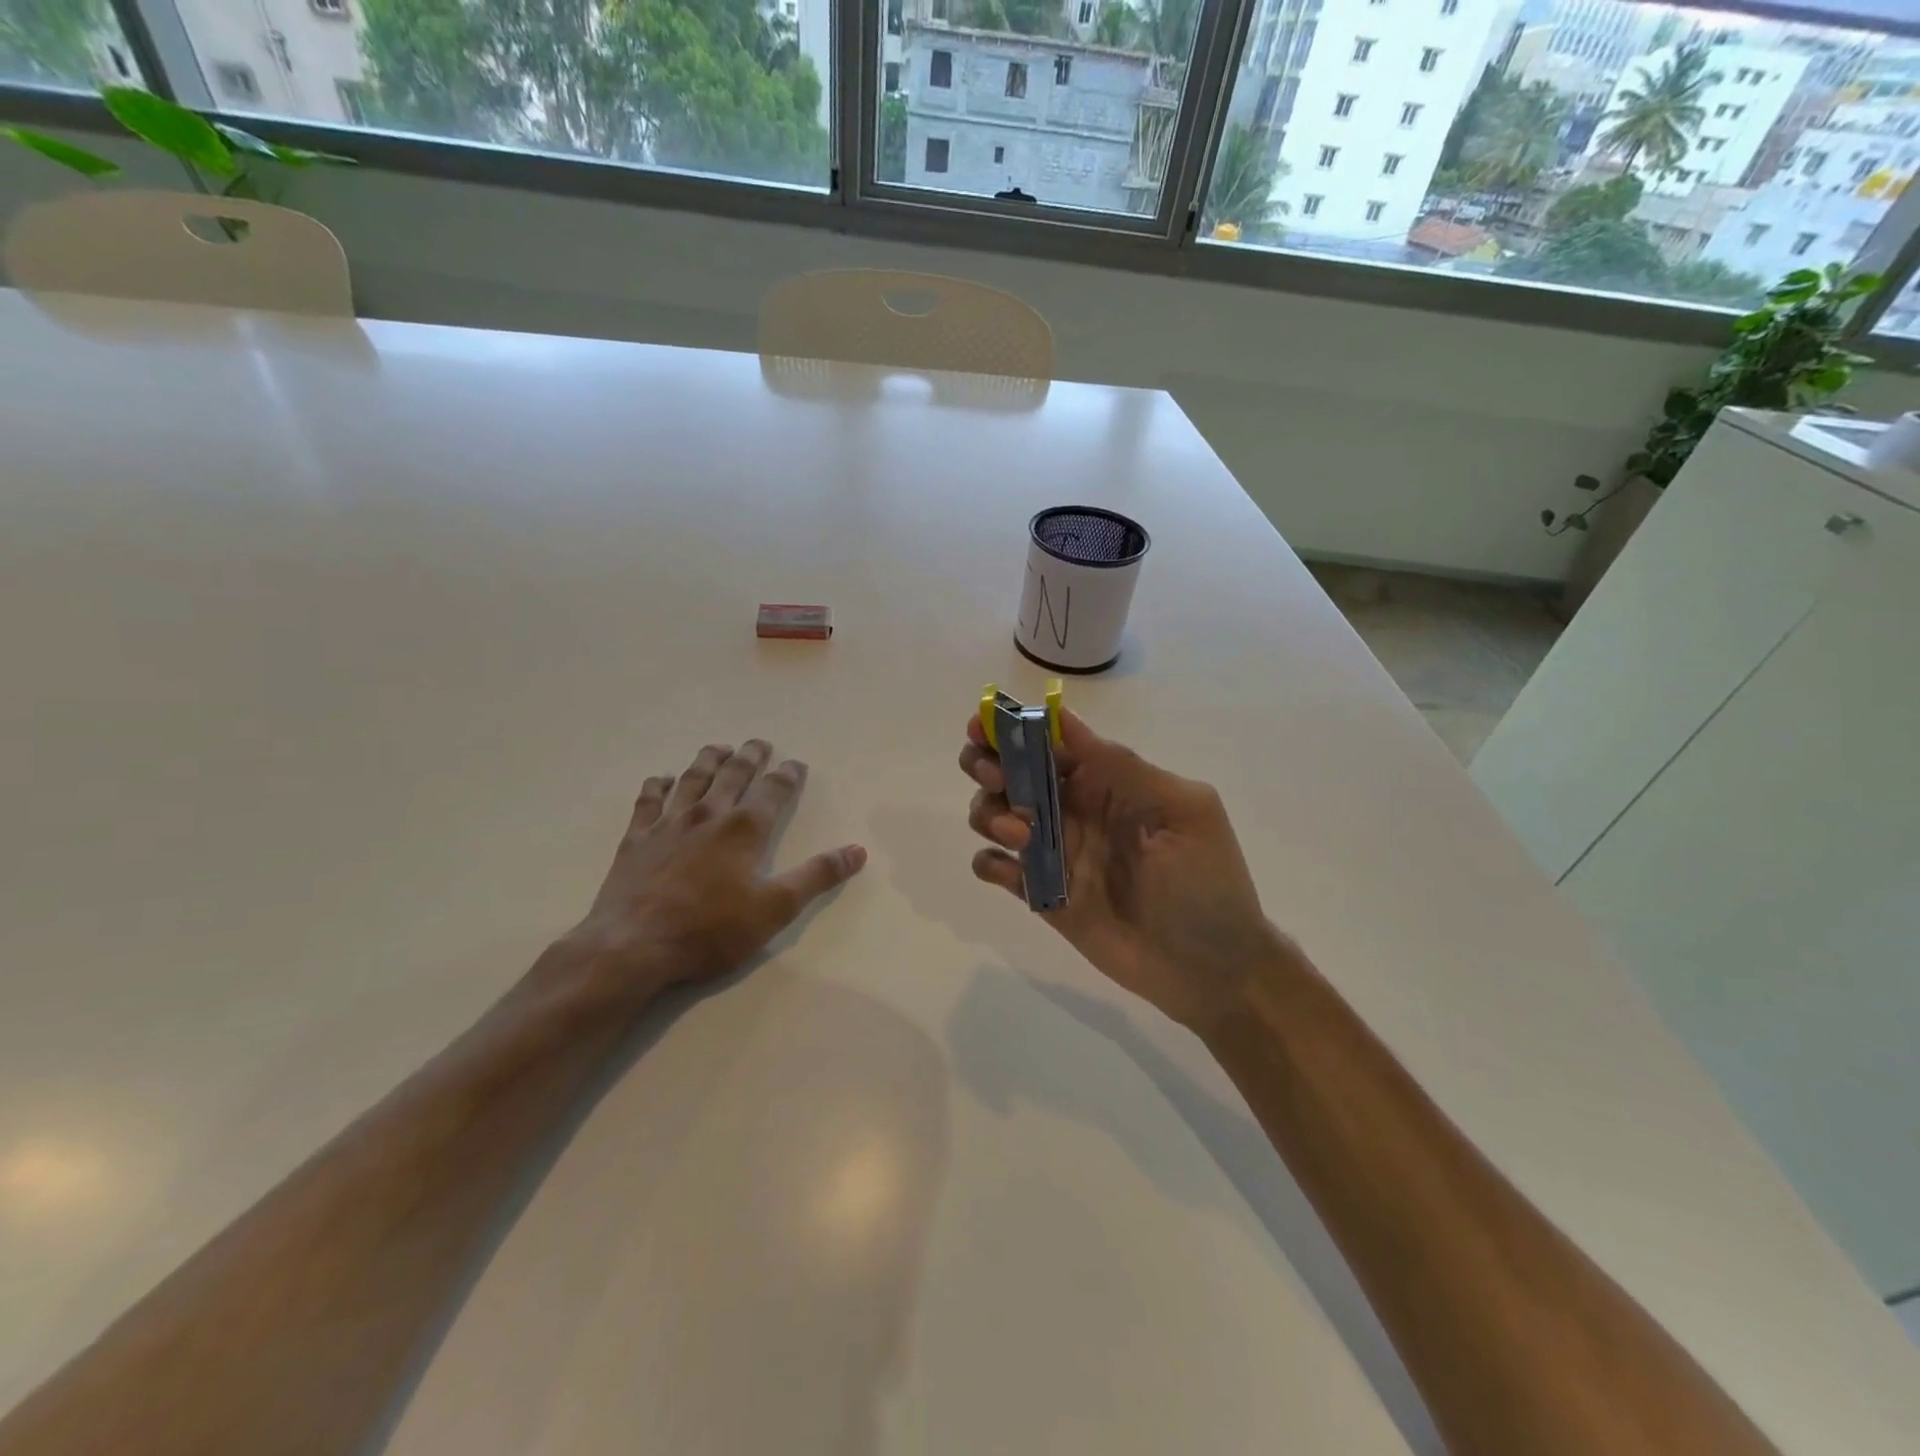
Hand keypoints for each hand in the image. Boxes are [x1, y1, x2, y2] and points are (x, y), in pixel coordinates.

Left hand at [543, 740, 866, 1007]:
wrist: (633, 946)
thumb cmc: (711, 930)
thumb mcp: (775, 909)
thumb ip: (817, 876)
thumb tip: (857, 851)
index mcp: (744, 829)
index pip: (773, 791)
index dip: (787, 775)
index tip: (796, 763)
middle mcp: (708, 815)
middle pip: (732, 775)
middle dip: (749, 757)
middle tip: (759, 743)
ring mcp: (668, 824)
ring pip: (692, 779)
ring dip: (708, 760)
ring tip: (718, 748)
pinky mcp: (636, 839)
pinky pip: (648, 801)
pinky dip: (657, 786)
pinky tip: (661, 779)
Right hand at [959, 711, 1283, 1031]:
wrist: (1210, 970)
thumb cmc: (1207, 883)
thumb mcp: (1182, 811)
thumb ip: (1124, 768)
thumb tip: (1064, 719)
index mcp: (1107, 782)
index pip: (1051, 743)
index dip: (1011, 728)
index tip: (980, 726)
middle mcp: (1073, 810)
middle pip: (1011, 772)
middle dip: (988, 765)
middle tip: (996, 780)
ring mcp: (1054, 853)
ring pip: (994, 814)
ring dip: (989, 812)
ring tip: (1020, 834)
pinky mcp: (1041, 895)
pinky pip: (995, 868)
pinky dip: (988, 862)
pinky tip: (1010, 871)